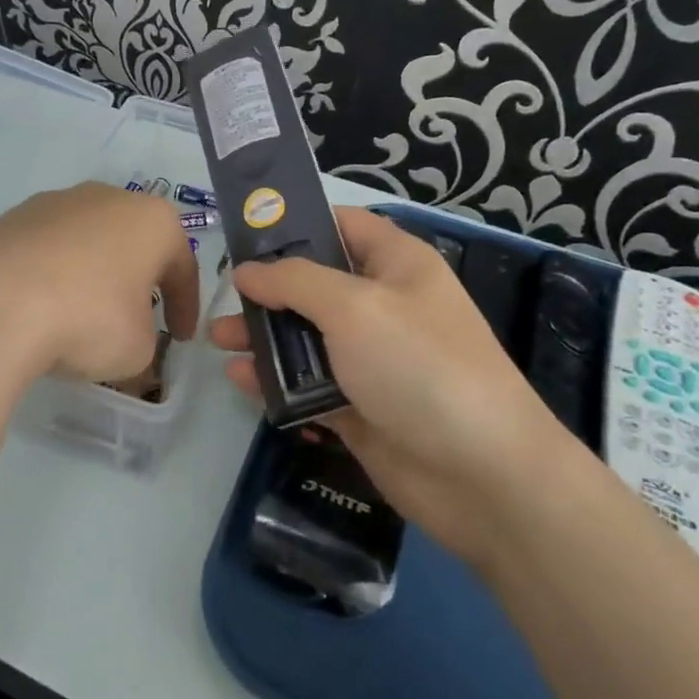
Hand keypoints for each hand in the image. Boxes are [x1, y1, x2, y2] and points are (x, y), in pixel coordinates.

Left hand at [0, 182, 199, 390]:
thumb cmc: (88, 319)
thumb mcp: (138, 350)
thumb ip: (146, 343)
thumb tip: (128, 344)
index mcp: (152, 220)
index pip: (183, 266)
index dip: (185, 307)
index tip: (180, 339)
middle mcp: (107, 198)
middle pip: (133, 245)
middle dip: (138, 283)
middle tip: (136, 320)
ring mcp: (54, 202)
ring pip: (87, 243)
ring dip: (92, 277)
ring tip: (81, 317)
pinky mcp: (10, 218)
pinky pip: (46, 251)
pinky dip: (52, 277)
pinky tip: (40, 310)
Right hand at [210, 207, 580, 562]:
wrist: (481, 474)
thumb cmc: (419, 366)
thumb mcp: (354, 307)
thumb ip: (294, 281)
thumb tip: (248, 271)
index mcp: (395, 264)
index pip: (340, 226)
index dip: (294, 224)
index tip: (244, 234)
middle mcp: (383, 305)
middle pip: (314, 283)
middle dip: (266, 288)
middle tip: (222, 296)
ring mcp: (371, 358)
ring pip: (306, 336)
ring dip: (263, 336)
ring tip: (218, 340)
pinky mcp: (358, 405)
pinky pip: (308, 383)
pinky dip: (276, 380)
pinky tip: (241, 380)